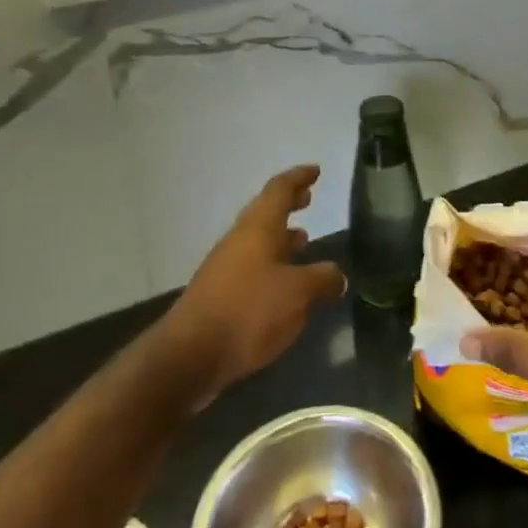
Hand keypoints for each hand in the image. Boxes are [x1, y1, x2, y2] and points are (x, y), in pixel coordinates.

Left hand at [164, 165, 345, 400]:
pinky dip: (271, 264)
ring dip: (280, 236)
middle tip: (308, 198)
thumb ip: (322, 279)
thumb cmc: (249, 311)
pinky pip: (251, 267)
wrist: (189, 356)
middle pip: (266, 211)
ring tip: (303, 240)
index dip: (298, 177)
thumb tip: (337, 276)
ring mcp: (225, 267)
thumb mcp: (298, 293)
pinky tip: (284, 285)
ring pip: (257, 240)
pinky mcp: (219, 294)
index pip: (279, 189)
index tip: (315, 170)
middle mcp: (240, 240)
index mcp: (258, 227)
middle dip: (289, 203)